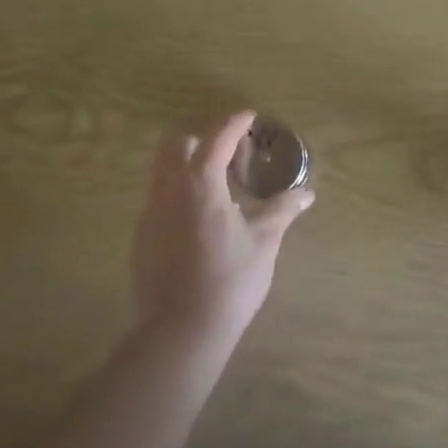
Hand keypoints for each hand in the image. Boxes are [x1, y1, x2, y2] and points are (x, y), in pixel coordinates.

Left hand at [128, 110, 315, 348]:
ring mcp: (149, 212)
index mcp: (200, 183)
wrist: (179, 331)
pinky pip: (158, 198)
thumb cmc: (229, 282)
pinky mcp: (141, 236)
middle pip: (177, 142)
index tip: (249, 116)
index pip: (217, 138)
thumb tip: (306, 193)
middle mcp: (168, 189)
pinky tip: (199, 219)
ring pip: (162, 169)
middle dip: (203, 137)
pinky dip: (178, 192)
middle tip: (231, 153)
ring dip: (188, 164)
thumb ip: (281, 211)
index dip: (234, 123)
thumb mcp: (263, 243)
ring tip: (217, 185)